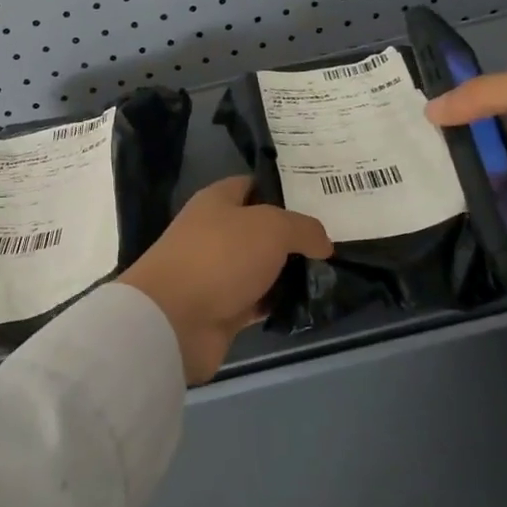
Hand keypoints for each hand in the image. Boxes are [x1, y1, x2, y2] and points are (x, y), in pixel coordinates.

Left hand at [119, 177, 333, 383]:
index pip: (254, 185)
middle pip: (261, 229)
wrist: (174, 320)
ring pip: (262, 267)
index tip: (320, 201)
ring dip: (289, 273)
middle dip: (294, 236)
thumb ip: (303, 228)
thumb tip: (323, 243)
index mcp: (217, 201)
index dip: (285, 191)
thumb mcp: (271, 227)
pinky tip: (308, 304)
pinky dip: (278, 303)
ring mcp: (217, 272)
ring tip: (331, 274)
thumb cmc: (220, 257)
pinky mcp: (222, 309)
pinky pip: (258, 301)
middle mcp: (215, 232)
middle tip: (333, 242)